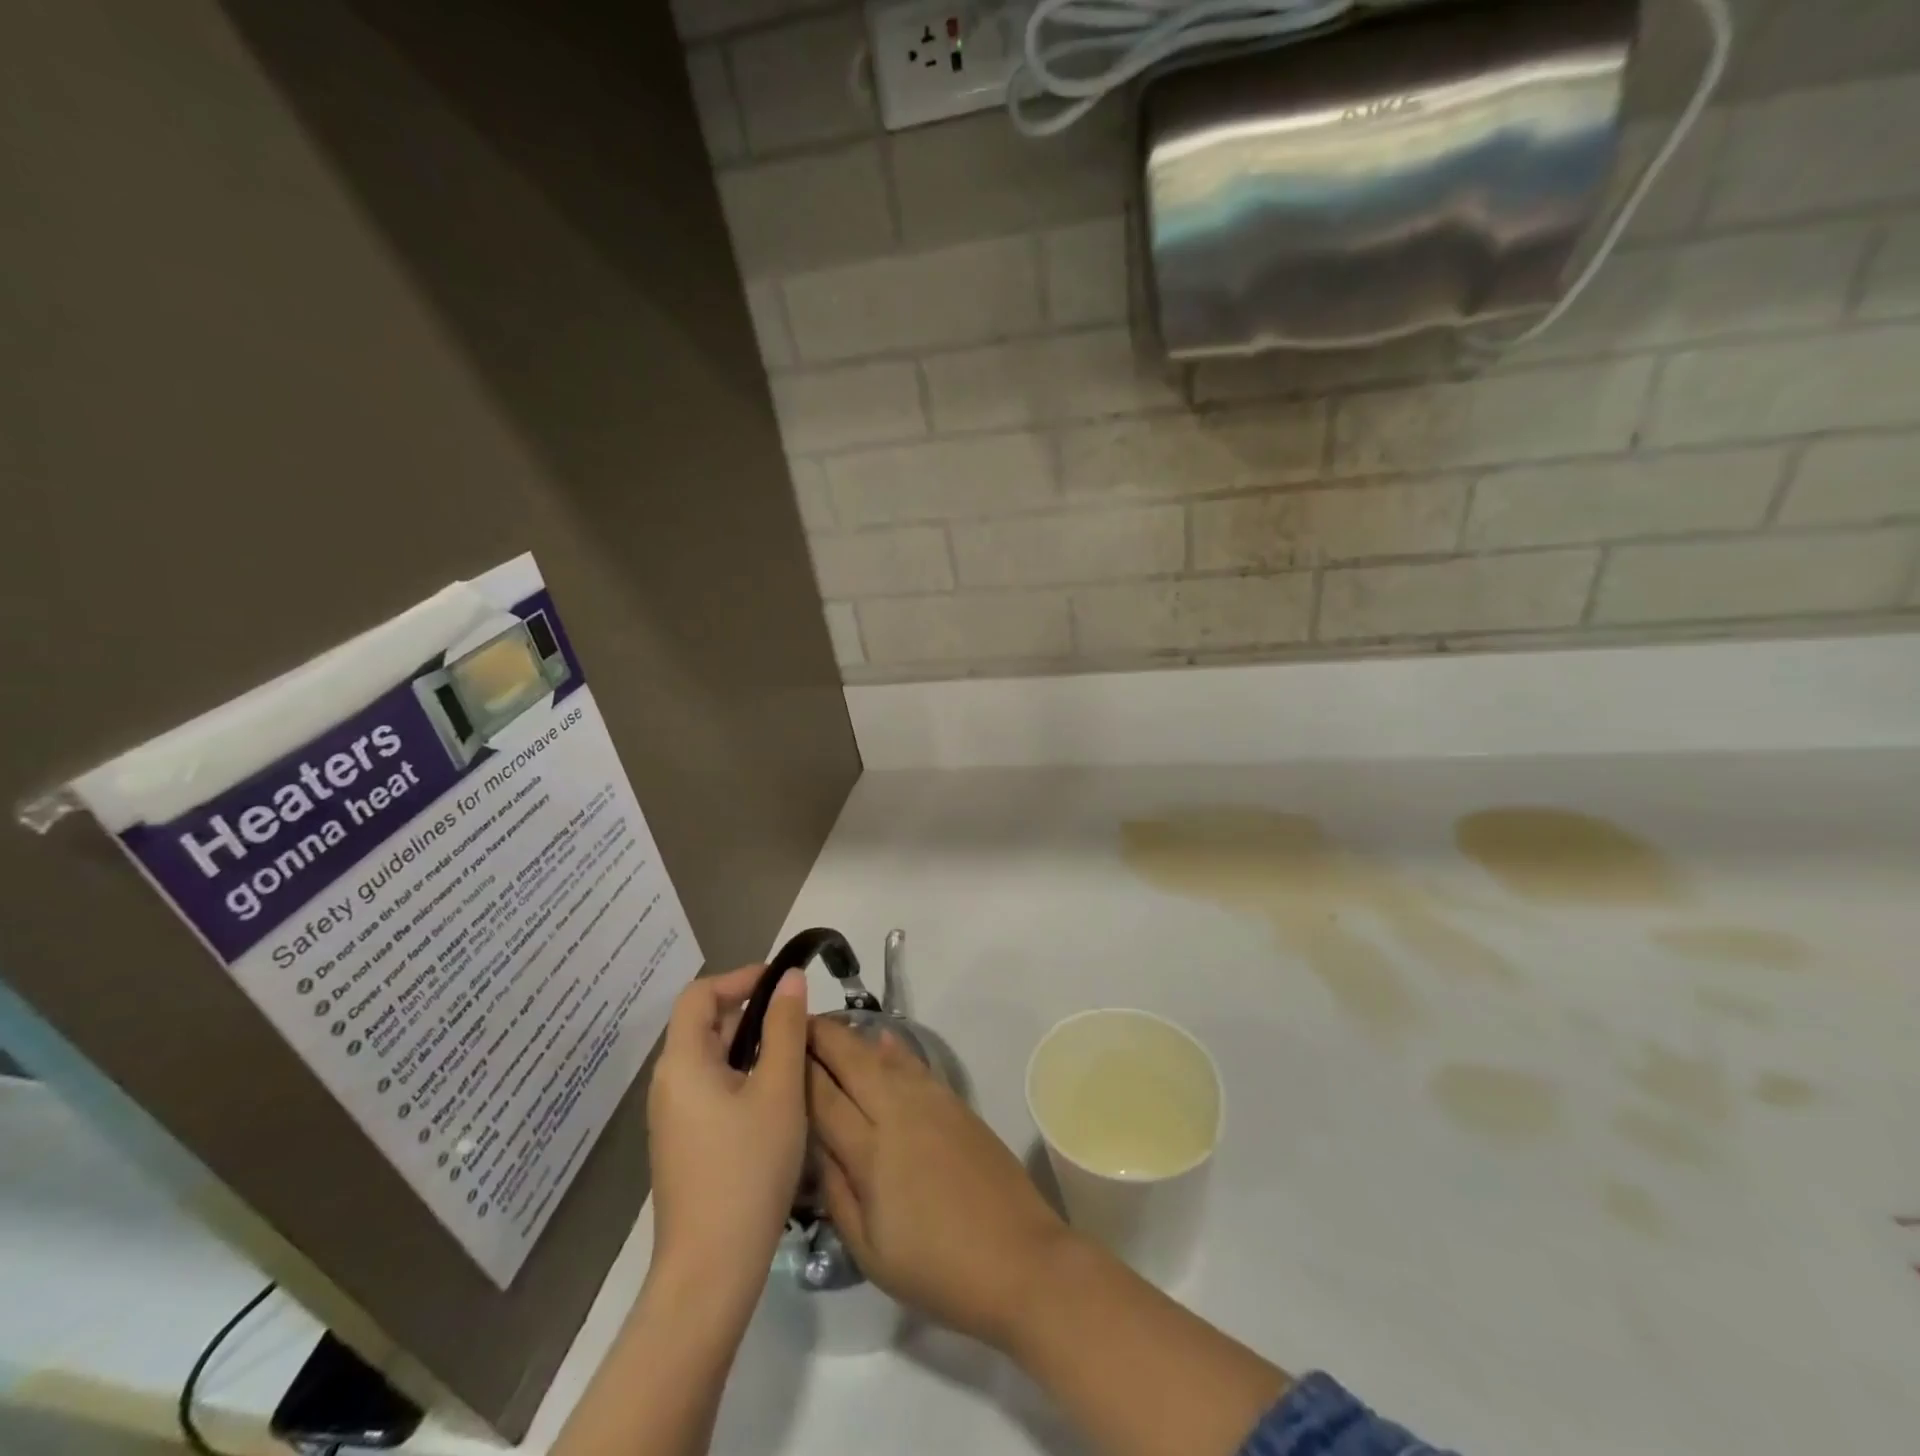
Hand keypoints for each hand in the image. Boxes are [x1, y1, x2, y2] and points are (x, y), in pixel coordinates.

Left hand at [647, 964, 807, 1300]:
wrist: (710, 1272)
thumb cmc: (748, 1169)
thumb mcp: (779, 1090)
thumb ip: (785, 1027)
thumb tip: (789, 978)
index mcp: (682, 1063)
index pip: (699, 994)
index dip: (739, 977)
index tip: (782, 982)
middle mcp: (668, 1084)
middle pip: (705, 1025)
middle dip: (752, 1012)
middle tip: (800, 1021)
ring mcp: (673, 1118)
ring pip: (712, 1060)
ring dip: (751, 1046)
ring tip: (795, 1057)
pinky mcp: (684, 1144)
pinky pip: (712, 1089)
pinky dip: (743, 1077)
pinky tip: (776, 1099)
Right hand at [806, 1017, 1070, 1348]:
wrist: (1019, 1259)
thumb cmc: (937, 1269)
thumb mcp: (869, 1251)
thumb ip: (837, 1192)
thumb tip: (816, 1147)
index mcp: (871, 1152)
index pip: (823, 1097)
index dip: (798, 1069)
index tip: (773, 1047)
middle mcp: (898, 1113)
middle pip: (852, 1062)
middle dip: (822, 1038)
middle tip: (795, 1024)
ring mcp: (931, 1102)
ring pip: (883, 1057)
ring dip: (854, 1039)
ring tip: (828, 1029)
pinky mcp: (956, 1103)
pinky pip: (915, 1065)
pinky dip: (894, 1050)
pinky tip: (883, 1040)